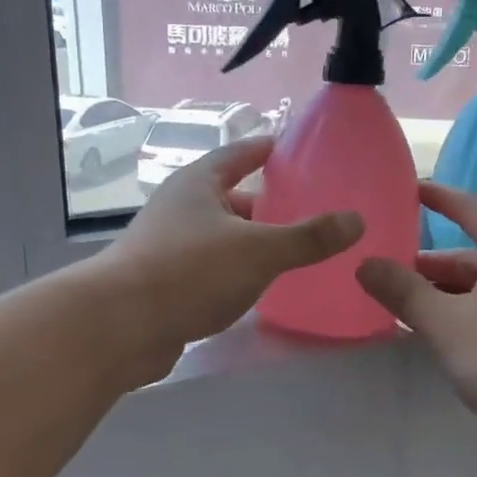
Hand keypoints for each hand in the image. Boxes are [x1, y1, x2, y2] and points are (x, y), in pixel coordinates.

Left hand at [104, 136, 361, 376]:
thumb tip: (356, 220)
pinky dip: (234, 271)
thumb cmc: (190, 270)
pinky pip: (210, 268)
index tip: (292, 149)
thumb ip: (308, 237)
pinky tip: (257, 287)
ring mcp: (168, 246)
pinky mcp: (164, 283)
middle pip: (230, 197)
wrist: (120, 326)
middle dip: (265, 204)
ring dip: (250, 241)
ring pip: (220, 236)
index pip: (237, 154)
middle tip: (307, 210)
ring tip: (291, 250)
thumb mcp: (258, 250)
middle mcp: (180, 208)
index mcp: (198, 184)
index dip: (265, 149)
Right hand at [356, 183, 476, 434]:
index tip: (409, 190)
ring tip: (407, 310)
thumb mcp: (445, 322)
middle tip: (388, 274)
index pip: (471, 208)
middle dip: (430, 266)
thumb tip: (365, 263)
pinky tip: (444, 338)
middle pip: (473, 254)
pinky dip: (465, 315)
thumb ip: (404, 292)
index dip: (439, 198)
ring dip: (445, 295)